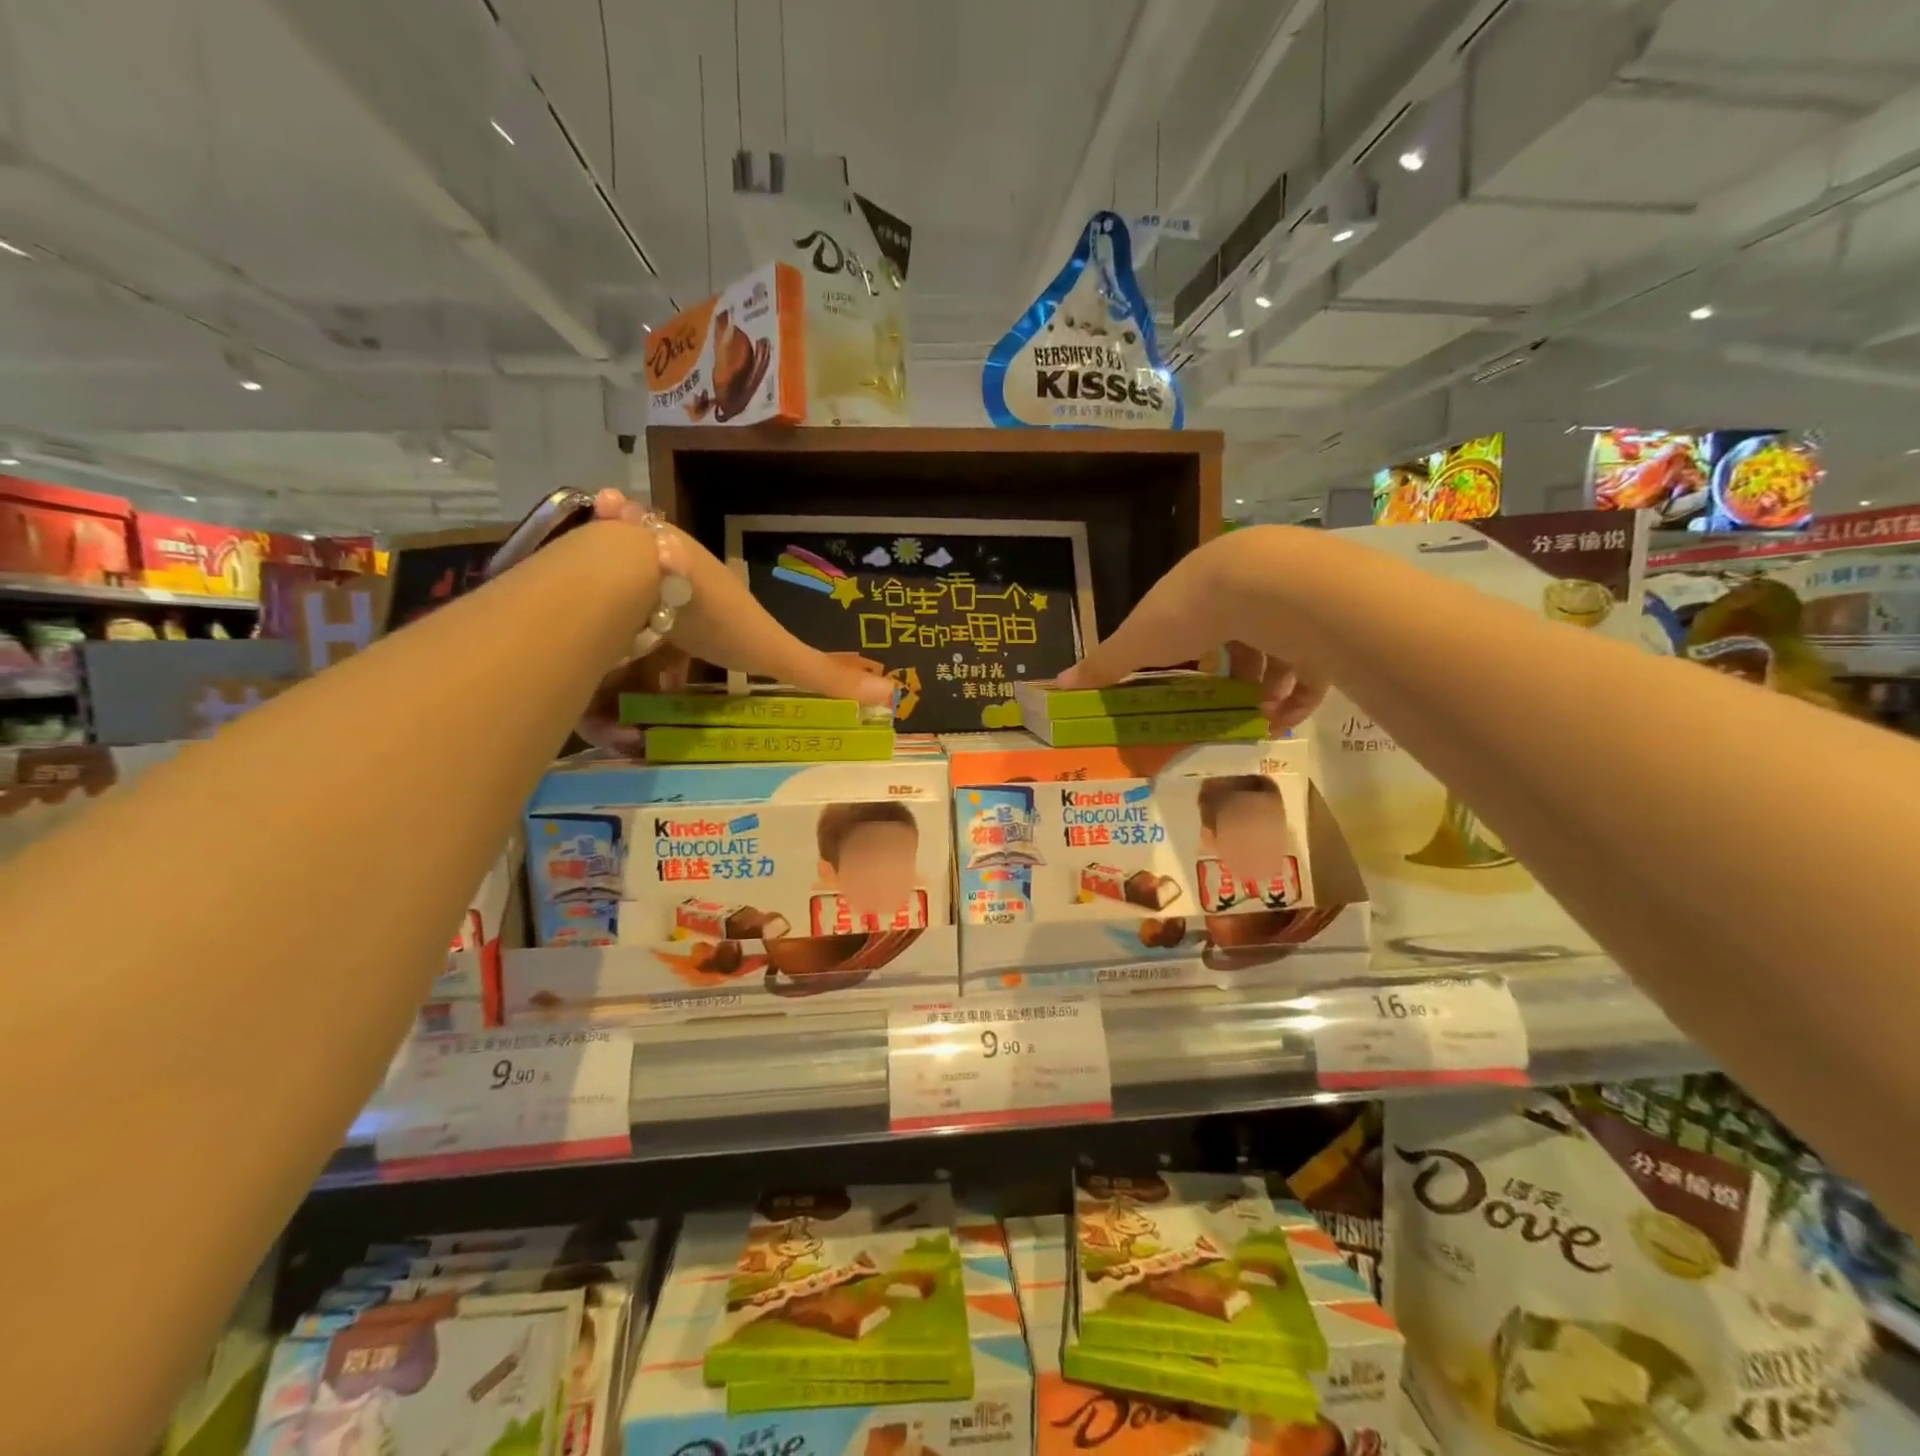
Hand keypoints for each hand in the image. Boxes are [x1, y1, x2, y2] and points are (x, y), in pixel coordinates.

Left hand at [578, 491, 893, 752]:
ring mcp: (609, 599)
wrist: (629, 576)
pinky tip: (598, 728)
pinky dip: (587, 696)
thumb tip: (892, 693)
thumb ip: (822, 675)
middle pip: (649, 646)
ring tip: (624, 738)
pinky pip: (579, 661)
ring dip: (616, 703)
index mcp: (701, 594)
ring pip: (610, 657)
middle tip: (650, 727)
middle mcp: (654, 591)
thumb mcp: (773, 652)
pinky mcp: (572, 614)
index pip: (697, 633)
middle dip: (650, 690)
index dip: (694, 667)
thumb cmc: (712, 613)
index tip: (691, 700)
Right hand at [1053, 529, 1324, 732]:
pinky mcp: (1320, 633)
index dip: (1187, 652)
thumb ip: (1102, 665)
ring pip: (1277, 655)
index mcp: (1198, 589)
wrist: (1266, 589)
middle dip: (1231, 676)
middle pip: (1238, 640)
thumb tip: (1055, 685)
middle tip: (1220, 708)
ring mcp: (1286, 612)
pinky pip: (1311, 672)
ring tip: (1251, 719)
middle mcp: (1244, 594)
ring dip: (1263, 691)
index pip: (1192, 621)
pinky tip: (1280, 721)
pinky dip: (1296, 699)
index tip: (1182, 682)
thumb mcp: (1136, 643)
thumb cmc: (1190, 613)